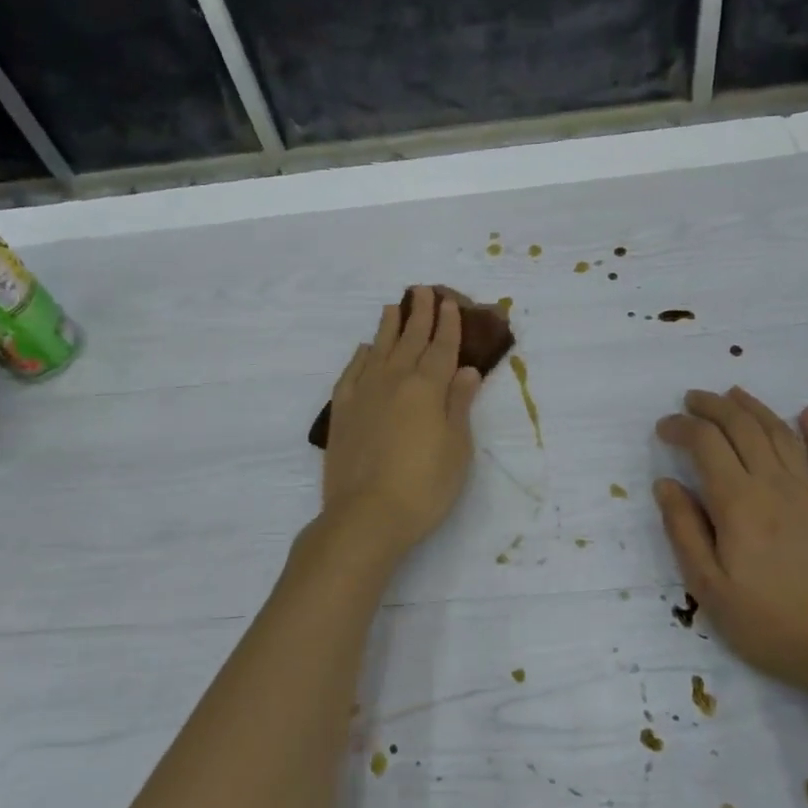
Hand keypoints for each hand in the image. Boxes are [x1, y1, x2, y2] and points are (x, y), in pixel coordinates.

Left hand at [321, 286, 483, 556]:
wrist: (366, 516)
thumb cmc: (424, 486)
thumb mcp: (456, 448)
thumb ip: (459, 404)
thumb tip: (465, 370)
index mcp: (427, 389)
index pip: (441, 348)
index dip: (447, 325)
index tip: (449, 303)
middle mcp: (394, 382)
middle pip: (410, 341)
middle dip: (419, 314)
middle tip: (423, 291)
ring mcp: (364, 395)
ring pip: (378, 350)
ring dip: (388, 327)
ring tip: (393, 306)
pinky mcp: (342, 413)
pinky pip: (351, 373)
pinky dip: (360, 357)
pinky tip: (364, 349)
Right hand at [654, 388, 807, 695]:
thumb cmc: (773, 625)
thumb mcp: (710, 588)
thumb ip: (684, 531)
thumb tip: (666, 484)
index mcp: (738, 503)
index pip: (705, 444)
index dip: (681, 427)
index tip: (663, 427)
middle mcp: (776, 485)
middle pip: (742, 428)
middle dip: (713, 406)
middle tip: (692, 399)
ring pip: (781, 434)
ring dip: (755, 408)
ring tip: (734, 395)